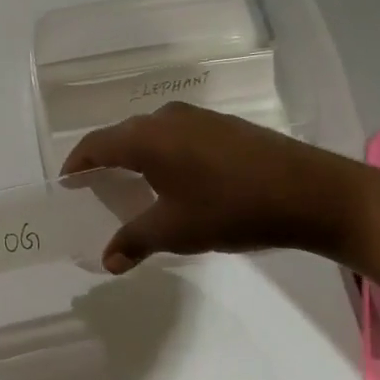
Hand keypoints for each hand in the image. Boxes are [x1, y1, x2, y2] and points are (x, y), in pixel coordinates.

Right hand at [61, 102, 374, 270]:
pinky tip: (173, 178)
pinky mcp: (223, 125)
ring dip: (134, 156)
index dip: (76, 164)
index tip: (66, 182)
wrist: (313, 192)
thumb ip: (135, 241)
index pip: (96, 145)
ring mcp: (198, 118)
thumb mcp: (177, 231)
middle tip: (94, 187)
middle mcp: (166, 119)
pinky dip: (162, 154)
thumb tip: (108, 261)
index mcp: (147, 138)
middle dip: (104, 160)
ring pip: (150, 134)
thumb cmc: (232, 209)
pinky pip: (175, 135)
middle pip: (121, 136)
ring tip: (130, 185)